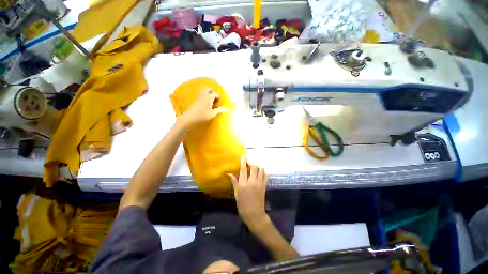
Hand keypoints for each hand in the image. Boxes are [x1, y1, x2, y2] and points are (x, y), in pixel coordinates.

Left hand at [179, 89, 229, 127]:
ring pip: (204, 91)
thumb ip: (218, 110)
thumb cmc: (202, 115)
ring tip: (211, 102)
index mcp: (209, 97)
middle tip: (215, 100)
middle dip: (213, 93)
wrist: (190, 117)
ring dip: (208, 94)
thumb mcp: (212, 114)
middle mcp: (204, 95)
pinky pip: (201, 95)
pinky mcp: (195, 100)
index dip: (218, 97)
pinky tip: (205, 104)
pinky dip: (205, 97)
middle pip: (209, 89)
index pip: (216, 93)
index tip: (219, 103)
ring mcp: (199, 97)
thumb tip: (223, 108)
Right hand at [228, 156, 268, 227]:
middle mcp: (252, 181)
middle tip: (248, 163)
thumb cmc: (242, 205)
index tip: (243, 155)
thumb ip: (234, 182)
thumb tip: (229, 173)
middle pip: (254, 167)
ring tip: (254, 167)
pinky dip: (264, 171)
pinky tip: (261, 171)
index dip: (243, 161)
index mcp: (243, 184)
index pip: (243, 169)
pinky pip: (266, 176)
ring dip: (258, 166)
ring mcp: (260, 183)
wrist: (254, 214)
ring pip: (261, 169)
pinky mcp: (264, 186)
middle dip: (251, 163)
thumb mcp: (236, 194)